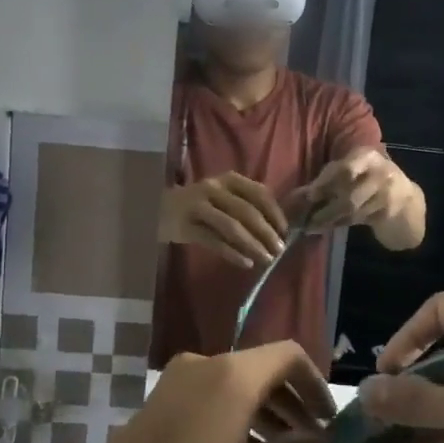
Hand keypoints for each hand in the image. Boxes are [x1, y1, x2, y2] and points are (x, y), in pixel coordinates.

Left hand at [72, 343, 335, 442]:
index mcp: (233, 375)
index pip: (288, 356)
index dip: (315, 384)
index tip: (328, 421)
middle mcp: (204, 365)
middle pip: (260, 369)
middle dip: (290, 403)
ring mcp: (175, 381)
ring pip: (233, 384)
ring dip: (262, 411)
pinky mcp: (157, 401)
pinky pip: (208, 395)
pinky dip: (233, 415)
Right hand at [159, 172, 288, 268]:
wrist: (159, 209)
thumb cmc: (200, 205)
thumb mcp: (223, 197)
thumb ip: (245, 205)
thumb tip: (276, 229)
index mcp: (228, 179)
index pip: (258, 192)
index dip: (274, 212)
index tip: (284, 230)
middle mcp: (213, 188)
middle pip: (246, 211)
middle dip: (266, 232)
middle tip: (279, 250)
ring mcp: (198, 207)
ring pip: (231, 227)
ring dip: (252, 245)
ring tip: (266, 259)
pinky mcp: (186, 226)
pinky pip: (214, 242)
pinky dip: (232, 254)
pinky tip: (245, 263)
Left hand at [291, 148, 411, 230]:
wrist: (406, 200)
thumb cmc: (370, 180)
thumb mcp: (354, 171)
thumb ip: (329, 178)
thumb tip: (296, 194)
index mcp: (367, 156)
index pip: (344, 169)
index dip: (325, 182)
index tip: (309, 195)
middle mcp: (380, 172)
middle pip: (349, 194)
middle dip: (327, 208)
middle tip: (306, 218)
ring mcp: (387, 193)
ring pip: (352, 210)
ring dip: (329, 220)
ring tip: (311, 226)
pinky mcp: (388, 212)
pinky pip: (359, 219)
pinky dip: (340, 224)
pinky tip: (327, 227)